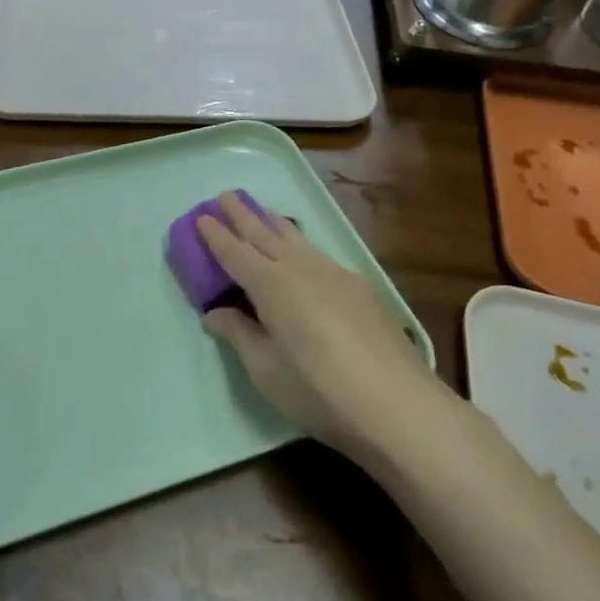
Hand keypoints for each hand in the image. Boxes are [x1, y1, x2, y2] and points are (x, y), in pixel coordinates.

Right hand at [198, 193, 442, 458]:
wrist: (398, 405)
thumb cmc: (318, 391)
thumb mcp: (265, 370)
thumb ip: (239, 335)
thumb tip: (214, 313)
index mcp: (271, 286)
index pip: (236, 253)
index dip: (216, 236)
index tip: (201, 217)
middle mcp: (302, 270)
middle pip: (266, 235)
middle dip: (243, 215)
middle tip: (226, 195)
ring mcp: (337, 275)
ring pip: (298, 241)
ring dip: (276, 225)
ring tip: (264, 213)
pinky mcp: (362, 290)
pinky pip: (322, 256)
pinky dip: (304, 247)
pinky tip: (308, 257)